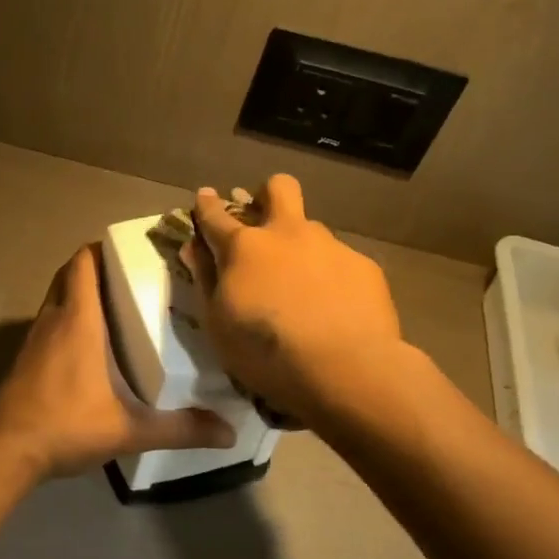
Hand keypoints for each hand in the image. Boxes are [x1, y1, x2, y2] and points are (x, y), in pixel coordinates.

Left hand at [0, 245, 234, 479]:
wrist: (5, 450)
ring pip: (57, 298)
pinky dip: (68, 320)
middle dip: (97, 268)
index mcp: (78, 320)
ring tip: (119, 307)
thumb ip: (180, 428)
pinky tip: (92, 346)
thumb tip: (230, 433)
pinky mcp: (26, 359)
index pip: (83, 262)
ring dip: (81, 294)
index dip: (103, 248)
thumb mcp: (130, 429)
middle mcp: (53, 319)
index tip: (133, 251)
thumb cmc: (67, 424)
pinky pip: (50, 323)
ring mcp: (35, 339)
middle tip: (132, 278)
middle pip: (70, 274)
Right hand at [188, 176, 404, 420]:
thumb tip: (194, 247)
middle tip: (264, 220)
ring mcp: (329, 246)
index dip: (206, 204)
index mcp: (244, 247)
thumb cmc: (265, 352)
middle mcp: (287, 234)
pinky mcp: (364, 266)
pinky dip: (331, 277)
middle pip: (278, 188)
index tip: (204, 197)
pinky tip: (335, 308)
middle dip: (267, 194)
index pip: (215, 215)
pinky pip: (340, 261)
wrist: (345, 369)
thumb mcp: (217, 323)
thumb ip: (205, 279)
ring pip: (312, 229)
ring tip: (303, 287)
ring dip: (301, 247)